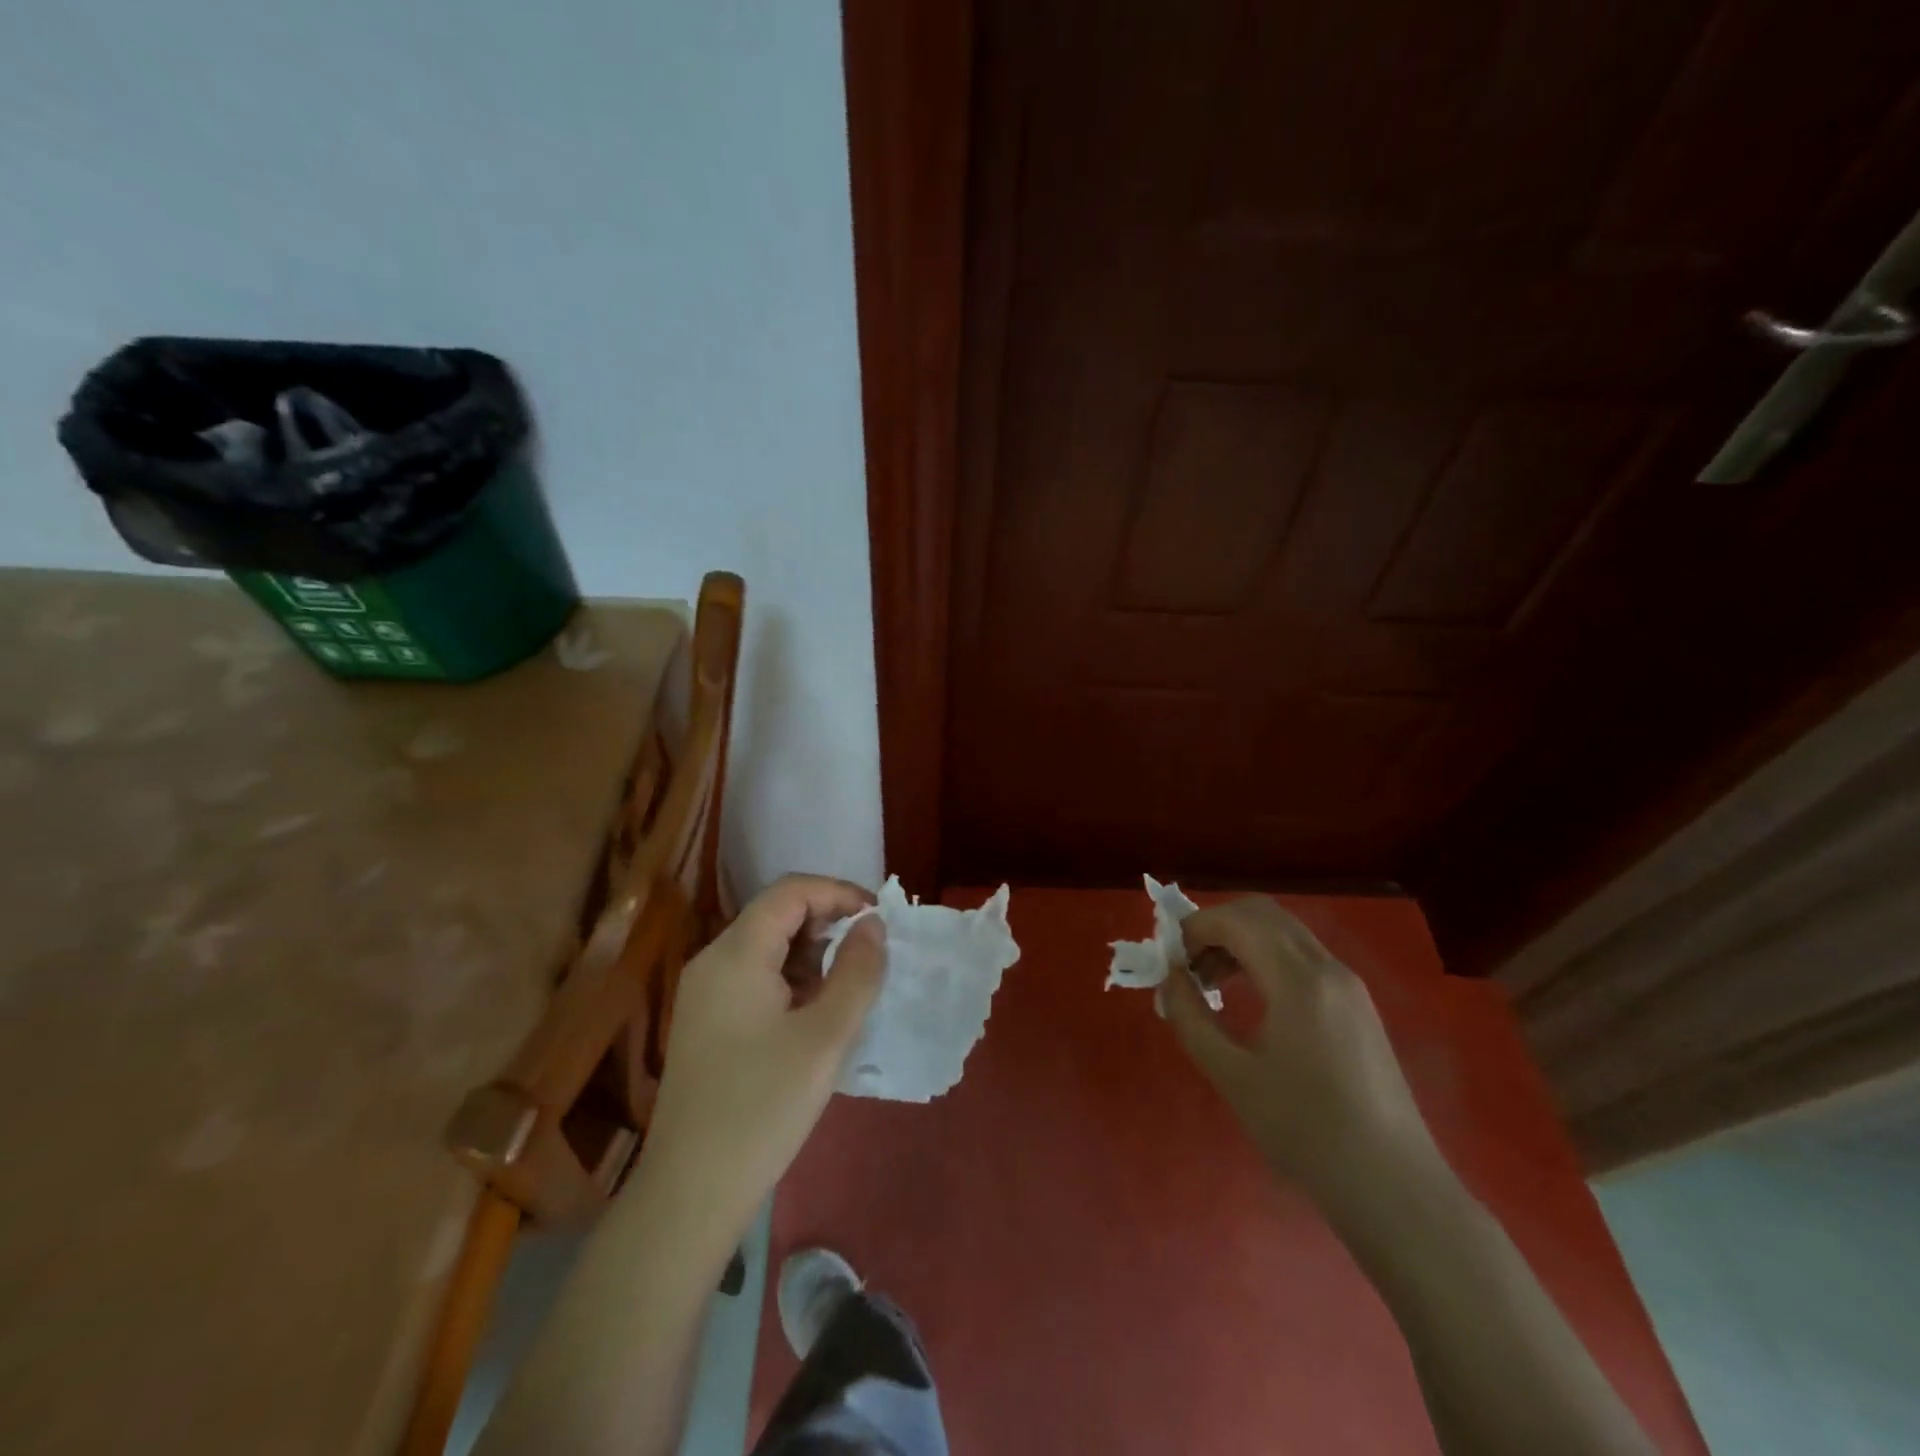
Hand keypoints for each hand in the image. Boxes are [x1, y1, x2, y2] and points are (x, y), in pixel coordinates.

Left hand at [637, 874, 886, 1238]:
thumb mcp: (825, 1037)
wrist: (690, 1194)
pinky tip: (816, 1013)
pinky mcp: (706, 1022)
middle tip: (871, 954)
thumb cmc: (762, 1108)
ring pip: (767, 946)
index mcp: (736, 954)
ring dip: (812, 953)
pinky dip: (792, 979)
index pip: (791, 891)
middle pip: (776, 914)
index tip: (879, 919)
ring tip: (849, 986)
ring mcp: (704, 993)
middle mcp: (713, 961)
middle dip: (828, 923)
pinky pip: (755, 977)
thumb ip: (857, 972)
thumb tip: (873, 924)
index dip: (839, 893)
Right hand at [1160, 896, 1439, 1209]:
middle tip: (1189, 965)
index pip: (1238, 920)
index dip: (1195, 928)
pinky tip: (1252, 999)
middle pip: (1263, 913)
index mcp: (1298, 980)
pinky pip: (1303, 956)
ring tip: (1212, 984)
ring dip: (1241, 940)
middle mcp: (1328, 968)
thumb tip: (1170, 978)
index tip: (1170, 960)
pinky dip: (1266, 958)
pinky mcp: (1358, 1005)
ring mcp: (1349, 985)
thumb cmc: (1306, 1133)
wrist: (1393, 1188)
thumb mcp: (1233, 1077)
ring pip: (1284, 931)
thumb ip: (1191, 1018)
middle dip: (1217, 926)